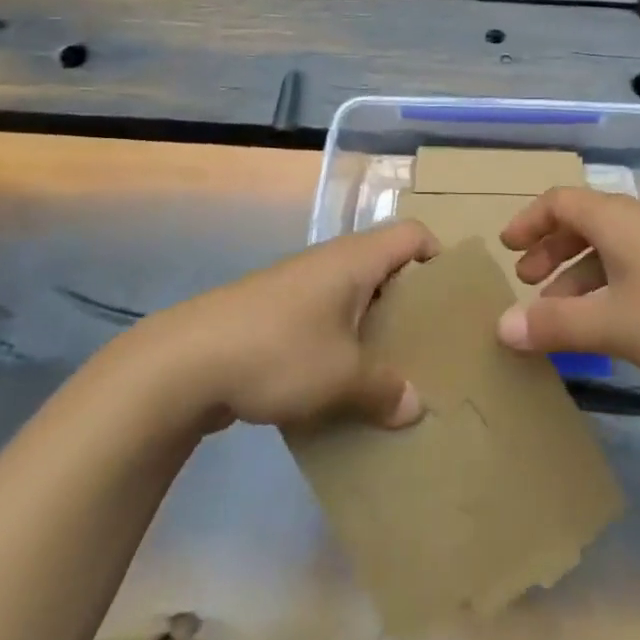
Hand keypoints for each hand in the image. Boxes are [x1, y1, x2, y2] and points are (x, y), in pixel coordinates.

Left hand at [148, 221, 438, 433]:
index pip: (413, 235)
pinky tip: (345, 390)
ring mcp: (300, 289)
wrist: (184, 363)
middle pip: (388, 269)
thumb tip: (416, 405)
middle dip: (413, 307)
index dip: (440, 258)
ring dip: (376, 332)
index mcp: (355, 260)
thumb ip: (385, 389)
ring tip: (395, 376)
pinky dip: (343, 347)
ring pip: (355, 300)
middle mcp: (331, 264)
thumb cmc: (277, 351)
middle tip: (434, 349)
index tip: (454, 303)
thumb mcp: (341, 376)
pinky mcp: (276, 316)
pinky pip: (326, 323)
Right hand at [495, 187, 639, 393]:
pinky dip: (608, 288)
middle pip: (583, 223)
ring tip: (559, 314)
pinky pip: (633, 268)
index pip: (559, 202)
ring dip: (578, 275)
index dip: (529, 221)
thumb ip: (552, 325)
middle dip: (550, 250)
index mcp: (615, 218)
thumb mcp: (609, 323)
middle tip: (528, 282)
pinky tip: (608, 324)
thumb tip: (501, 327)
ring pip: (609, 249)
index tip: (508, 248)